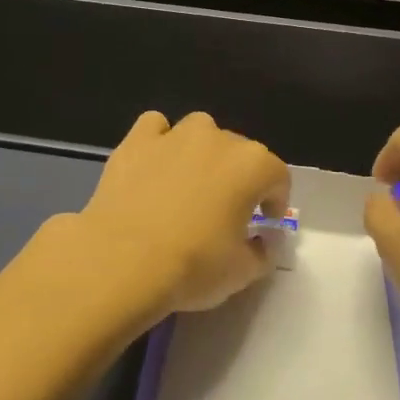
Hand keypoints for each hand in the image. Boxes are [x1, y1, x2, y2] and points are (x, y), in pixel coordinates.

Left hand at [72, 111, 289, 326]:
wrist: (122, 262)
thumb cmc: (192, 267)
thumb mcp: (242, 272)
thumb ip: (262, 251)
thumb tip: (263, 240)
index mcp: (252, 166)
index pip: (277, 176)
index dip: (275, 200)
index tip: (265, 222)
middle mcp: (217, 140)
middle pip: (239, 151)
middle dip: (238, 177)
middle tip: (226, 210)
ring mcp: (174, 136)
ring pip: (200, 131)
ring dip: (202, 151)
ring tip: (191, 182)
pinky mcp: (135, 141)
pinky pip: (155, 127)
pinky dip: (160, 141)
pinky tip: (155, 164)